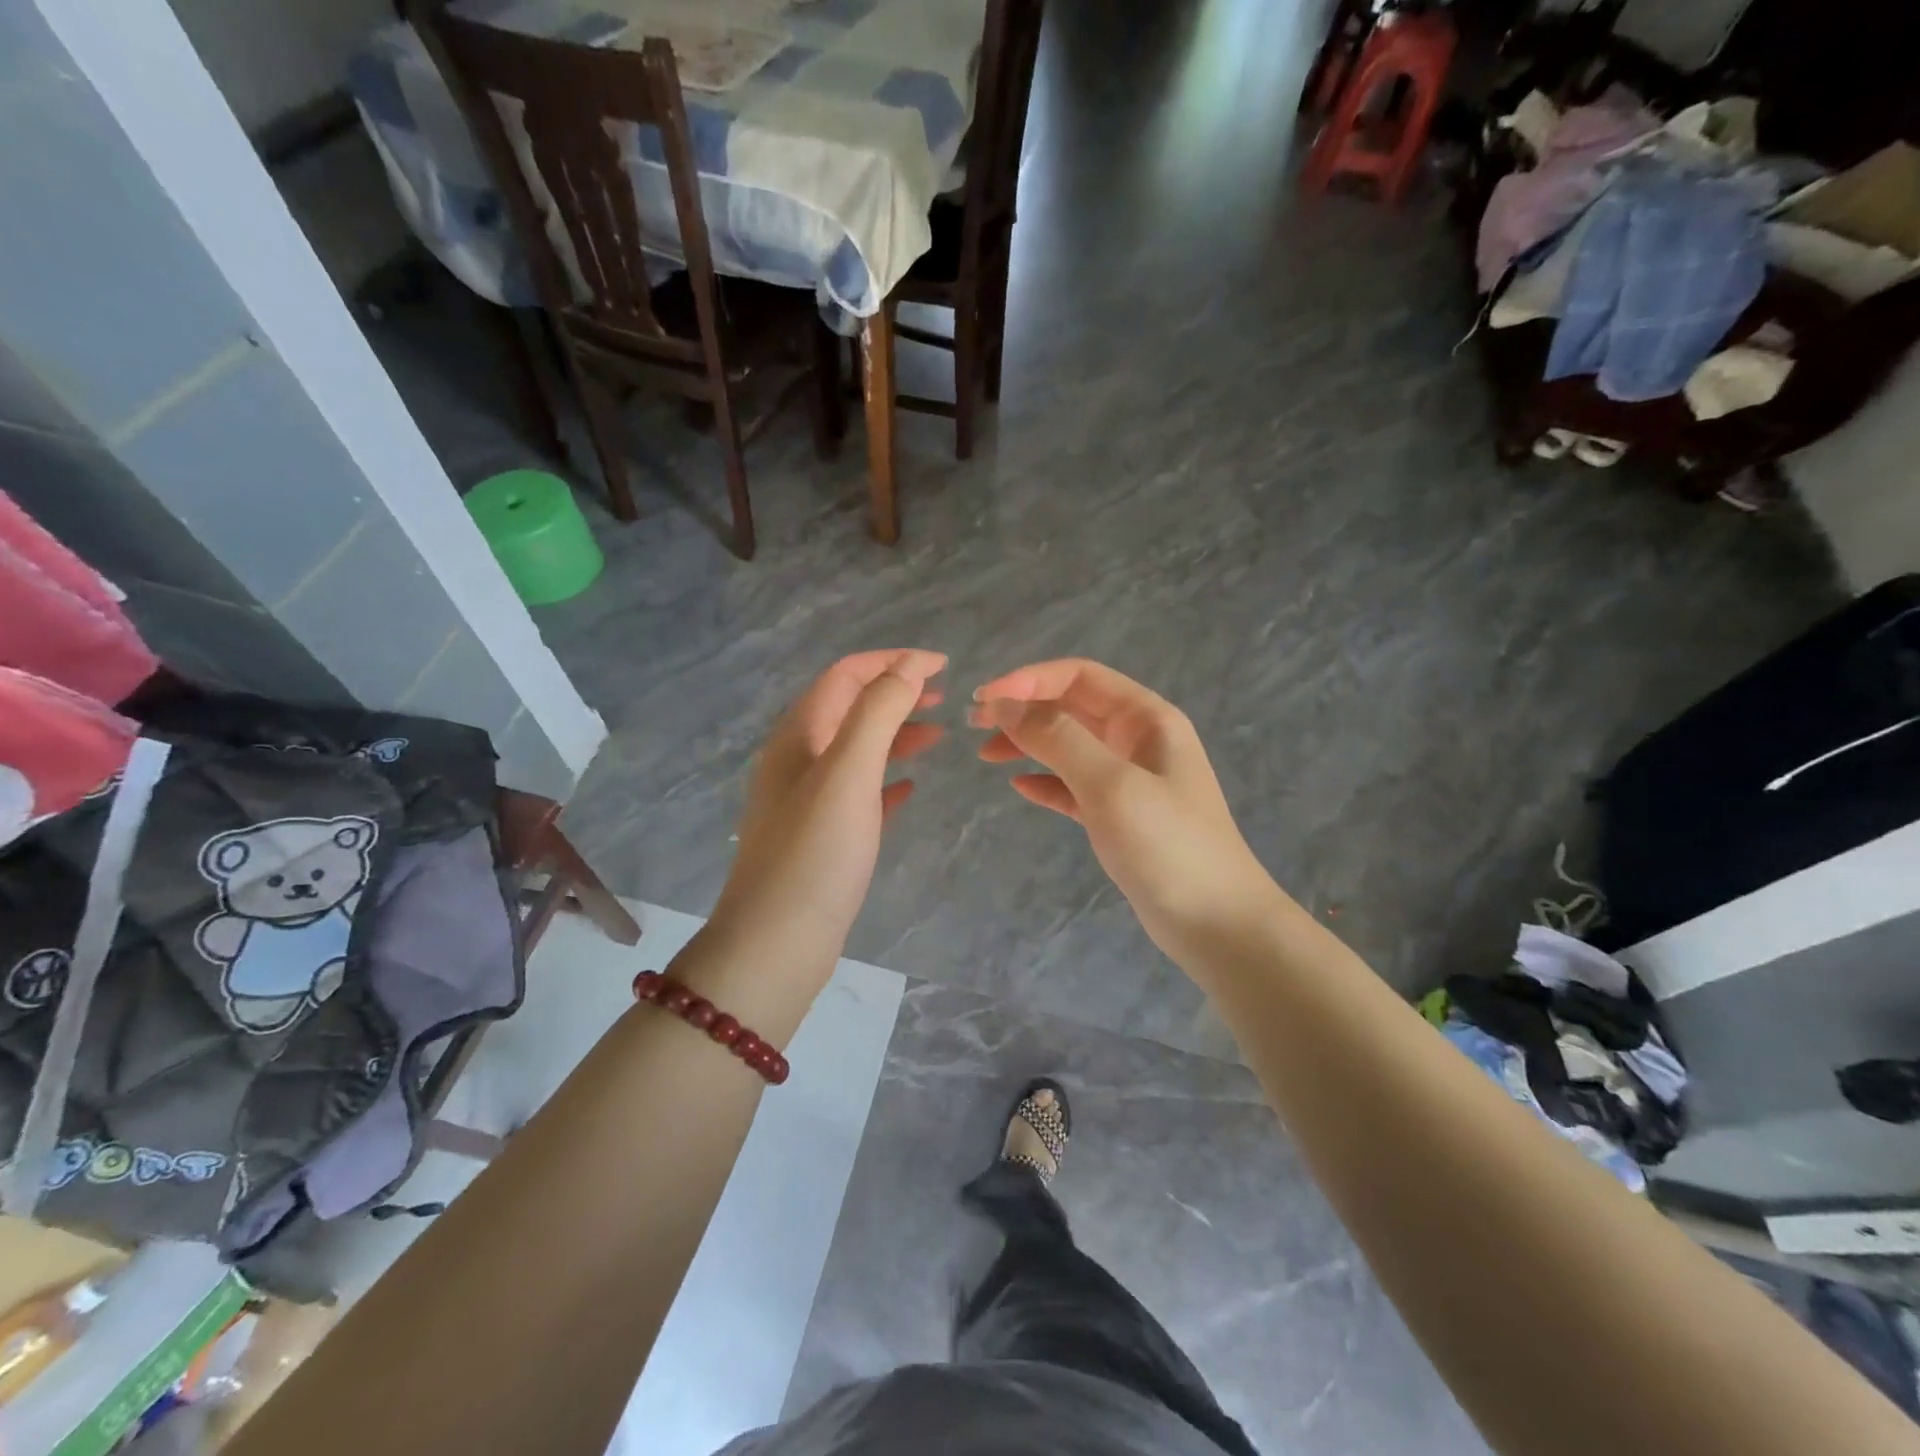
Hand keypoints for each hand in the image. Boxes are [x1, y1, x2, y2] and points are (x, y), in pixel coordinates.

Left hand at [708, 650, 945, 975]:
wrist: (776, 945)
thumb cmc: (815, 853)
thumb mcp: (849, 771)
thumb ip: (879, 711)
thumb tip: (911, 665)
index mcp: (798, 735)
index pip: (846, 675)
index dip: (893, 661)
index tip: (943, 665)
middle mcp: (797, 760)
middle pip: (850, 708)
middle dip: (895, 694)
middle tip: (944, 697)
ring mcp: (807, 801)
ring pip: (856, 750)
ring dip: (895, 734)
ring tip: (938, 736)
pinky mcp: (821, 838)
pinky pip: (858, 793)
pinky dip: (886, 779)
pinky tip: (911, 788)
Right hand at [972, 659, 1284, 965]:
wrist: (1218, 924)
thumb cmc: (1168, 846)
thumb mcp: (1110, 784)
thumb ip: (1058, 739)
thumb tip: (1005, 704)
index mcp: (1146, 718)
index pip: (1079, 676)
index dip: (1029, 680)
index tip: (984, 700)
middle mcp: (1139, 739)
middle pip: (1071, 707)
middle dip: (1023, 709)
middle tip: (974, 725)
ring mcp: (1131, 779)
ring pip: (1070, 746)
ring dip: (1029, 743)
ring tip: (986, 755)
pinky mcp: (1121, 816)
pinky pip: (1075, 786)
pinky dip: (1046, 781)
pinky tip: (1019, 787)